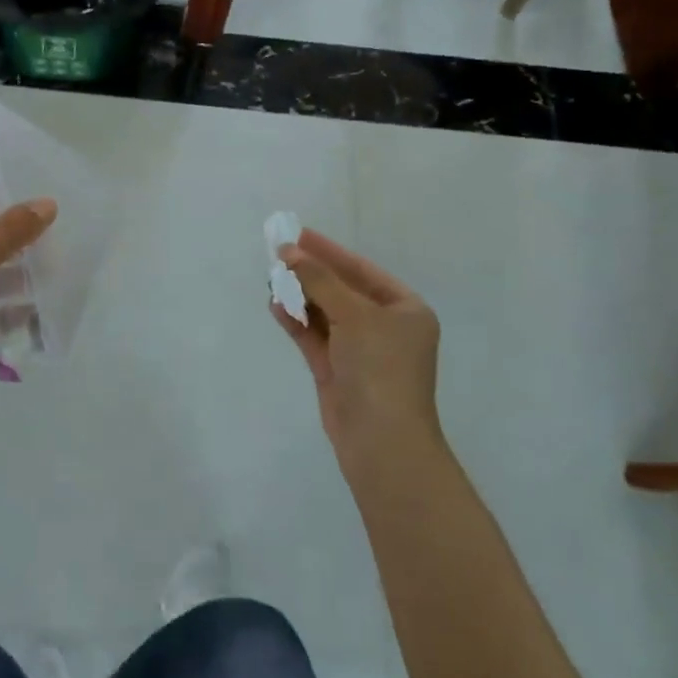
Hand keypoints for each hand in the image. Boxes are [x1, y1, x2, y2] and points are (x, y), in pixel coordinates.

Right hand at [272, 229, 442, 462]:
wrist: (382, 443)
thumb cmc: (380, 368)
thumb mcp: (354, 315)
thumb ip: (319, 280)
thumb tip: (288, 252)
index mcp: (405, 310)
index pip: (362, 270)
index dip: (329, 251)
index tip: (298, 234)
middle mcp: (384, 327)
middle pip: (341, 290)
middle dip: (310, 273)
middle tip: (278, 253)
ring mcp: (360, 351)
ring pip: (325, 313)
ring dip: (300, 296)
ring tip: (272, 278)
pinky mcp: (337, 371)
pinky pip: (314, 336)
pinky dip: (296, 321)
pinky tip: (276, 305)